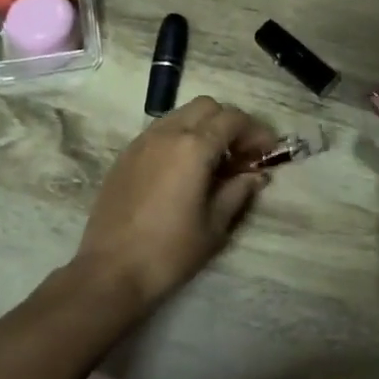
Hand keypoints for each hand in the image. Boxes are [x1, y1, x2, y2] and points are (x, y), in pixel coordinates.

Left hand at [75, 97, 279, 309]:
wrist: (111, 271)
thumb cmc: (170, 251)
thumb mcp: (214, 226)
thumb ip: (238, 192)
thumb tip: (255, 176)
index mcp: (193, 147)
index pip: (233, 119)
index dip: (256, 130)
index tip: (268, 151)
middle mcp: (167, 134)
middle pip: (206, 107)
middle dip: (229, 122)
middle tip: (242, 153)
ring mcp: (142, 142)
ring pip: (180, 115)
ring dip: (203, 128)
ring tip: (214, 161)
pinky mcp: (125, 156)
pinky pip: (160, 132)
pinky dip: (180, 138)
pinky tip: (184, 169)